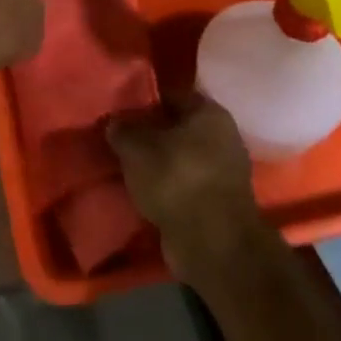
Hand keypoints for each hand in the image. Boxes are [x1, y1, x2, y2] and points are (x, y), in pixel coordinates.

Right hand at [107, 95, 265, 280]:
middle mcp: (224, 137)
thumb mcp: (136, 149)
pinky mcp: (220, 202)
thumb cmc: (175, 180)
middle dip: (152, 134)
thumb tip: (114, 122)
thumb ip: (122, 130)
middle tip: (122, 141)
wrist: (212, 245)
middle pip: (179, 128)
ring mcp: (225, 172)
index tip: (122, 113)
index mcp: (210, 112)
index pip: (172, 96)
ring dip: (160, 164)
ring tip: (130, 169)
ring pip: (183, 158)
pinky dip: (170, 187)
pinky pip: (188, 184)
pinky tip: (147, 192)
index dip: (145, 102)